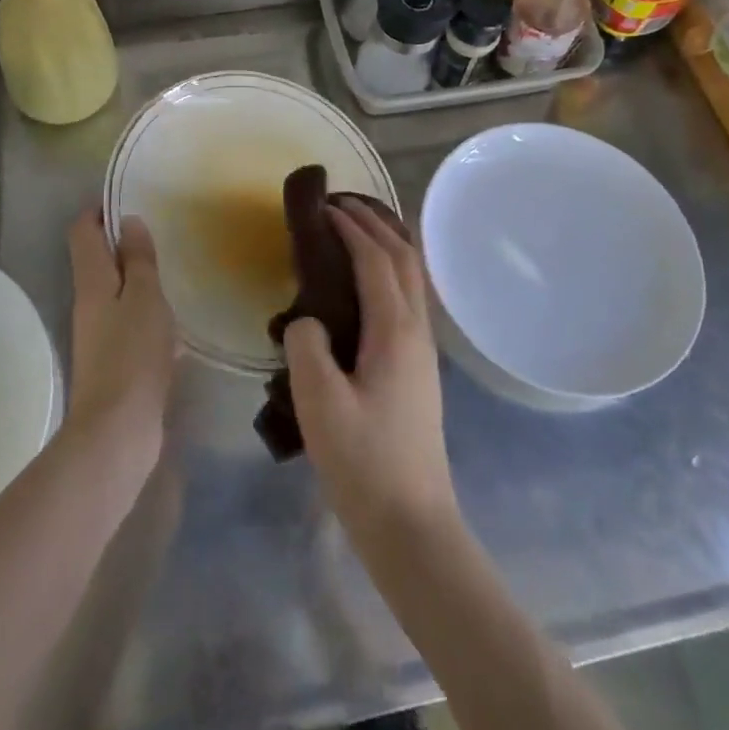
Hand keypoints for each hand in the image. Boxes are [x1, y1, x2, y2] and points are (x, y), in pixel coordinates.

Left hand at [65, 207, 175, 473]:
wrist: (117, 433)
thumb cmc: (132, 355)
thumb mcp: (145, 298)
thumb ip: (138, 260)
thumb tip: (128, 221)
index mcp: (91, 281)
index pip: (83, 232)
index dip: (99, 211)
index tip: (127, 199)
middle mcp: (88, 303)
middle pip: (97, 260)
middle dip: (122, 243)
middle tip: (158, 232)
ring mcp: (98, 335)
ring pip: (115, 292)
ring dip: (137, 280)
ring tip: (171, 271)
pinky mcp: (113, 361)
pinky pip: (128, 324)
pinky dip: (146, 314)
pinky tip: (173, 324)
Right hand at [283, 202, 457, 547]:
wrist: (412, 525)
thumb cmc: (364, 463)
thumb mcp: (319, 403)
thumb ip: (306, 346)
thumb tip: (305, 320)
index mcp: (394, 330)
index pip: (375, 258)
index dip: (350, 227)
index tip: (322, 207)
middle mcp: (416, 329)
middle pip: (404, 256)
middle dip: (375, 222)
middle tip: (339, 204)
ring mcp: (423, 349)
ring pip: (412, 276)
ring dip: (386, 242)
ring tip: (354, 230)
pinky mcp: (419, 367)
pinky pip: (408, 297)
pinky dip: (389, 270)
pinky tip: (366, 284)